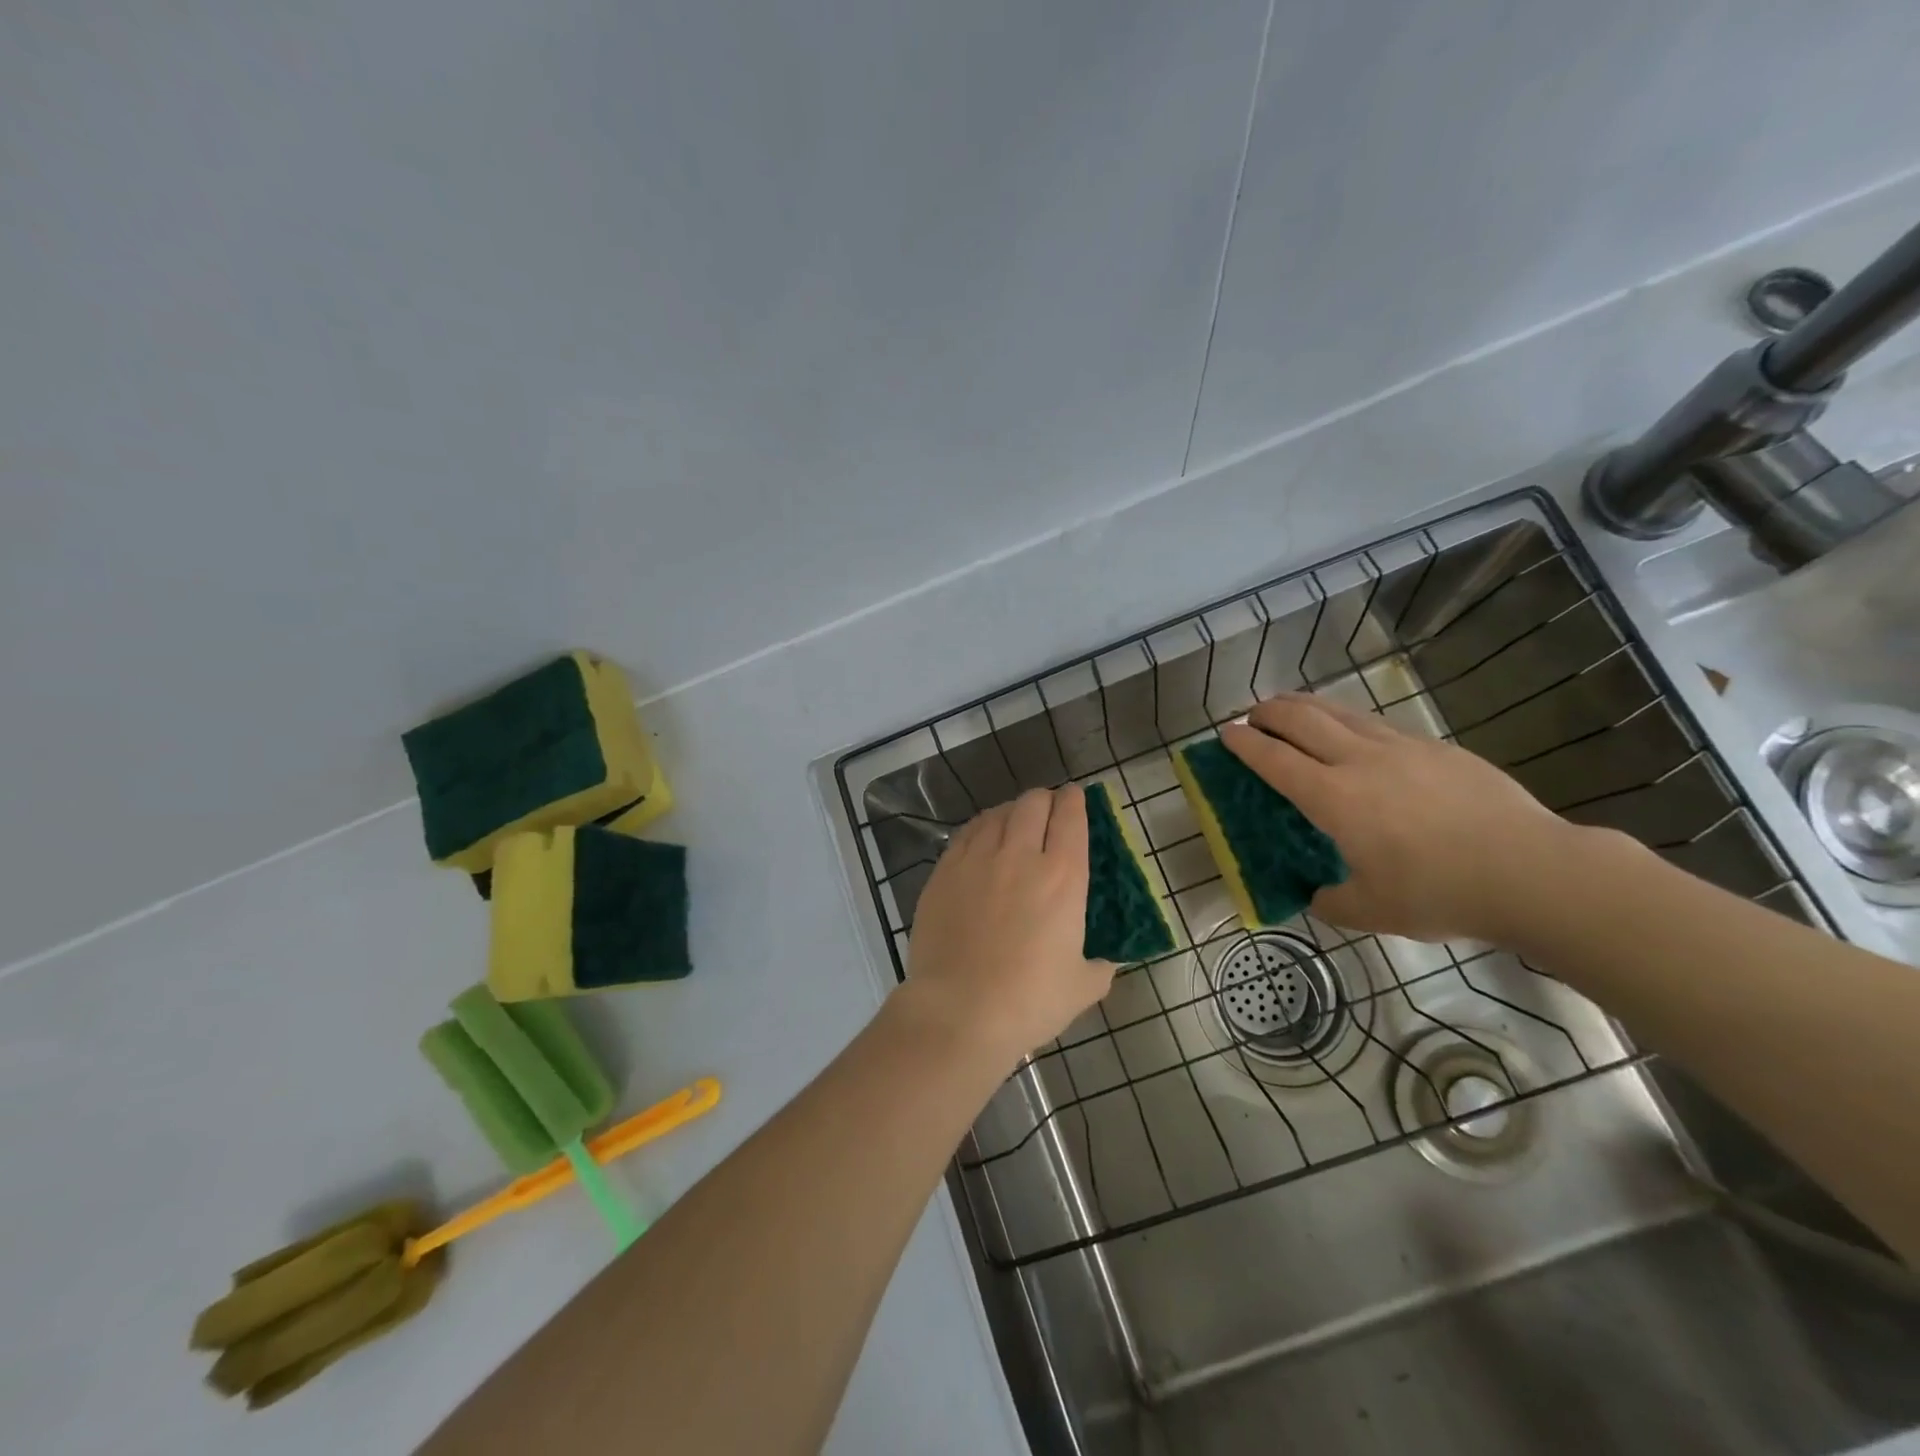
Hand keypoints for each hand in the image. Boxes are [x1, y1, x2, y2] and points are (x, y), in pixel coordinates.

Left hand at [903, 787, 1113, 1066]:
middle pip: (1033, 803)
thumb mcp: (1083, 987)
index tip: (1077, 797)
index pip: (1071, 818)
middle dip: (1045, 799)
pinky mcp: (945, 871)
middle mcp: (1020, 855)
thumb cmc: (1028, 1001)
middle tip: (1049, 811)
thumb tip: (1107, 959)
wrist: (958, 1011)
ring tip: (1015, 821)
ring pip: (997, 813)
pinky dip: (981, 827)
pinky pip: (967, 833)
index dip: (1076, 800)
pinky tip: (982, 837)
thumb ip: (1101, 965)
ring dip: (1012, 811)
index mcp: (1062, 877)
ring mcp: (977, 859)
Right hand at [1220, 694, 1586, 943]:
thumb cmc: (1440, 893)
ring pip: (1341, 712)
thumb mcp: (1372, 910)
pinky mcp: (1436, 748)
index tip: (1225, 733)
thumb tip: (1316, 896)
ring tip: (1292, 708)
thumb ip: (1332, 901)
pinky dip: (1349, 720)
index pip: (1274, 759)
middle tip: (1252, 714)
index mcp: (1333, 798)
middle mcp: (1360, 761)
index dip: (1244, 743)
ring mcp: (1401, 748)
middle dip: (1269, 711)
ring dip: (1307, 706)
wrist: (1532, 871)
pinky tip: (1354, 733)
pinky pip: (1378, 724)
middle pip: (1302, 719)